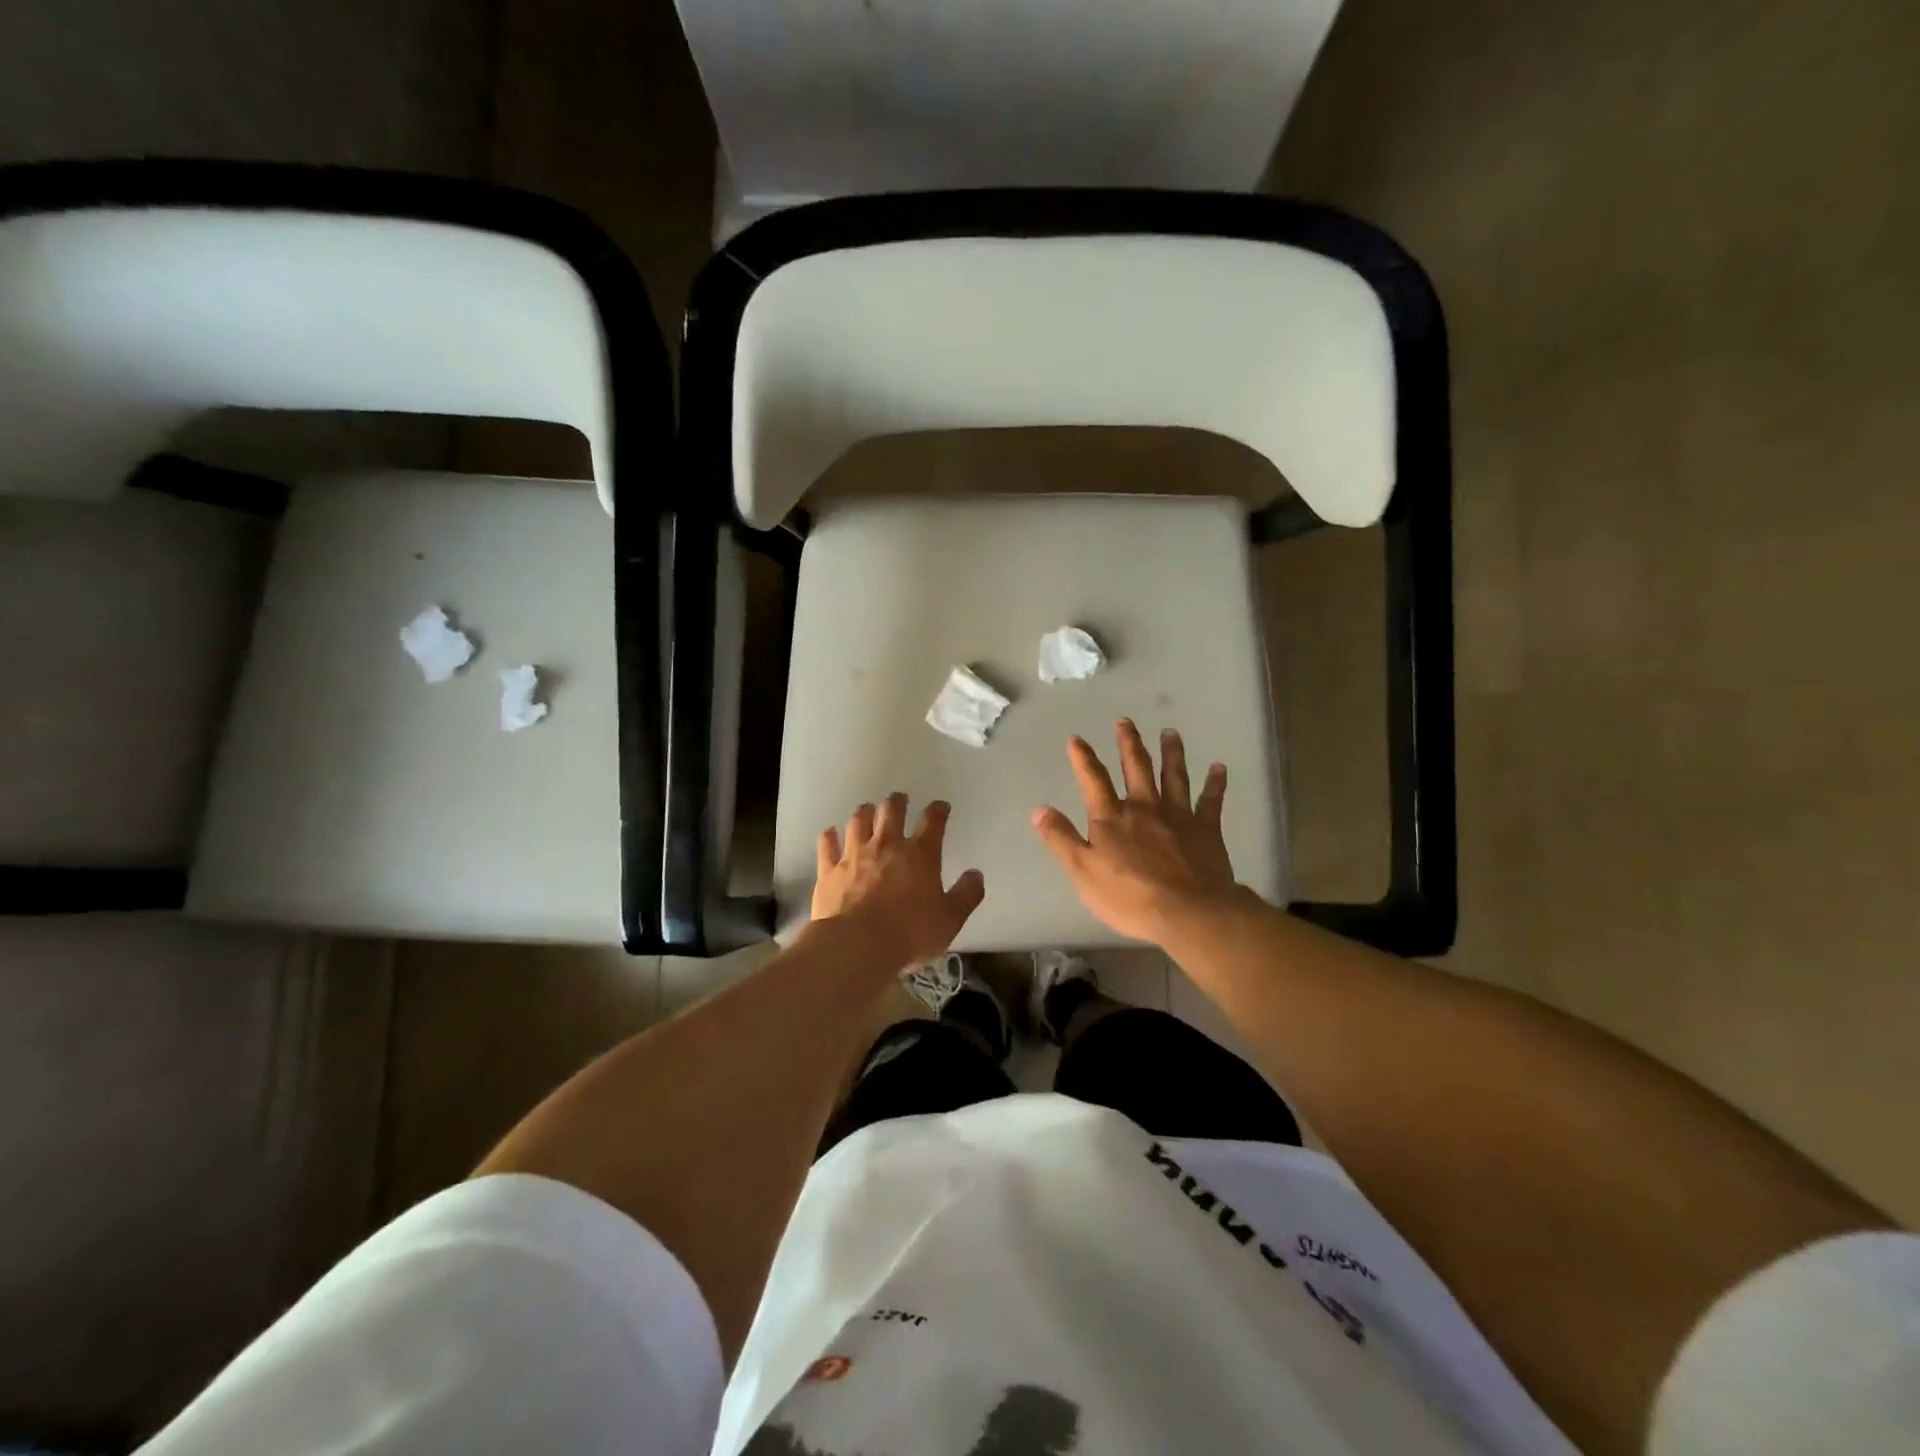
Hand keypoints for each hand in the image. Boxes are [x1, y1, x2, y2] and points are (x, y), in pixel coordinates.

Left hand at [812, 795, 986, 967]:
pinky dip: (830, 837)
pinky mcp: (829, 870)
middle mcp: (887, 845)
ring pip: (858, 821)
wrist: (857, 945)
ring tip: (867, 809)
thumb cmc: (910, 932)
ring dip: (865, 812)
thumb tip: (976, 875)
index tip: (940, 806)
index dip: (938, 810)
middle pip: (891, 811)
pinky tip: (830, 833)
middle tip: (899, 799)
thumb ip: (966, 895)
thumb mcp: (949, 919)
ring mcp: (854, 854)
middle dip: (897, 802)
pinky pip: (828, 845)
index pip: (932, 822)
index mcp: (920, 854)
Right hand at [1031, 721, 1236, 942]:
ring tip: (1170, 733)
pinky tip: (1219, 768)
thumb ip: (1061, 839)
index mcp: (1111, 818)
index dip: (1083, 759)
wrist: (1187, 911)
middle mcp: (1144, 807)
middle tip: (1126, 721)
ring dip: (1171, 753)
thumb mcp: (1082, 871)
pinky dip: (1215, 783)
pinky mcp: (1206, 829)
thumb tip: (1040, 809)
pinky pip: (1211, 801)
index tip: (1077, 739)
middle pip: (1136, 768)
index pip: (1093, 780)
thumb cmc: (1129, 896)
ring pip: (1174, 776)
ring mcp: (1178, 815)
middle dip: (1129, 743)